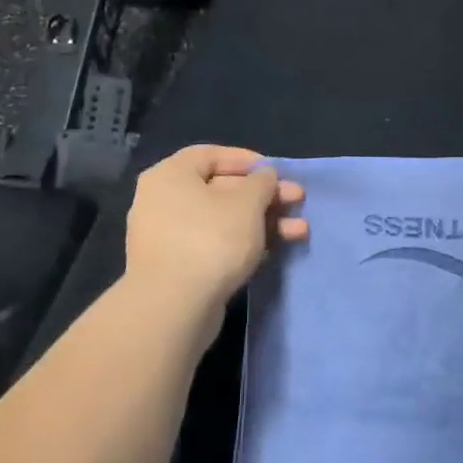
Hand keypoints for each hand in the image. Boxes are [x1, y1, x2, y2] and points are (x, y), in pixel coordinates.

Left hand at [124, 145, 306, 312]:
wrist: (173, 308)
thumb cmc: (210, 239)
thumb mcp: (247, 203)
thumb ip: (261, 183)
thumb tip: (263, 176)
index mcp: (170, 175)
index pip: (210, 154)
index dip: (246, 160)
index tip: (276, 171)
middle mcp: (163, 201)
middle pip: (221, 189)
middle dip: (264, 196)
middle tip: (297, 201)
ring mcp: (168, 237)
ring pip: (222, 220)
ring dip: (262, 222)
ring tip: (299, 232)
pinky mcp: (178, 268)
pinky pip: (215, 244)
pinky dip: (244, 244)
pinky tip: (274, 251)